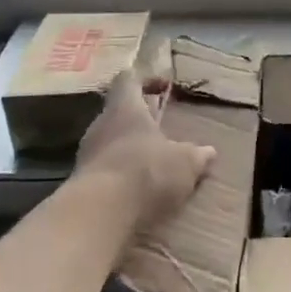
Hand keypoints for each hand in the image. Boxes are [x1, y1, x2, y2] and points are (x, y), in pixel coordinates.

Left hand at [75, 70, 215, 229]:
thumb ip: (197, 155)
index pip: (128, 79)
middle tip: (161, 131)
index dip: (145, 80)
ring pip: (109, 141)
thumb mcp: (185, 163)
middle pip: (118, 112)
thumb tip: (209, 151)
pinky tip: (136, 191)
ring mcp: (87, 153)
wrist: (100, 212)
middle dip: (139, 120)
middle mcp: (101, 124)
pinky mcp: (81, 181)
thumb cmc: (146, 171)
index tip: (163, 87)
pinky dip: (119, 175)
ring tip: (151, 164)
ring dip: (128, 149)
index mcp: (125, 108)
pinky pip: (103, 169)